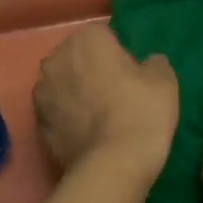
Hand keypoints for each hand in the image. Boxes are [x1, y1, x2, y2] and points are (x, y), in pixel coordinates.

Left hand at [34, 24, 177, 177]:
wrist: (112, 166)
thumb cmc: (141, 112)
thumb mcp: (165, 81)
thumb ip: (154, 63)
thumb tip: (146, 63)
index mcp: (86, 40)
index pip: (104, 36)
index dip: (119, 53)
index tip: (132, 74)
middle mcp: (56, 59)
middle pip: (77, 58)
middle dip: (92, 69)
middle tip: (117, 93)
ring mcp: (41, 93)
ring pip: (63, 85)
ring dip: (76, 93)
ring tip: (101, 117)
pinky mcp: (37, 125)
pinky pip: (57, 113)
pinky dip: (68, 119)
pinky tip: (89, 135)